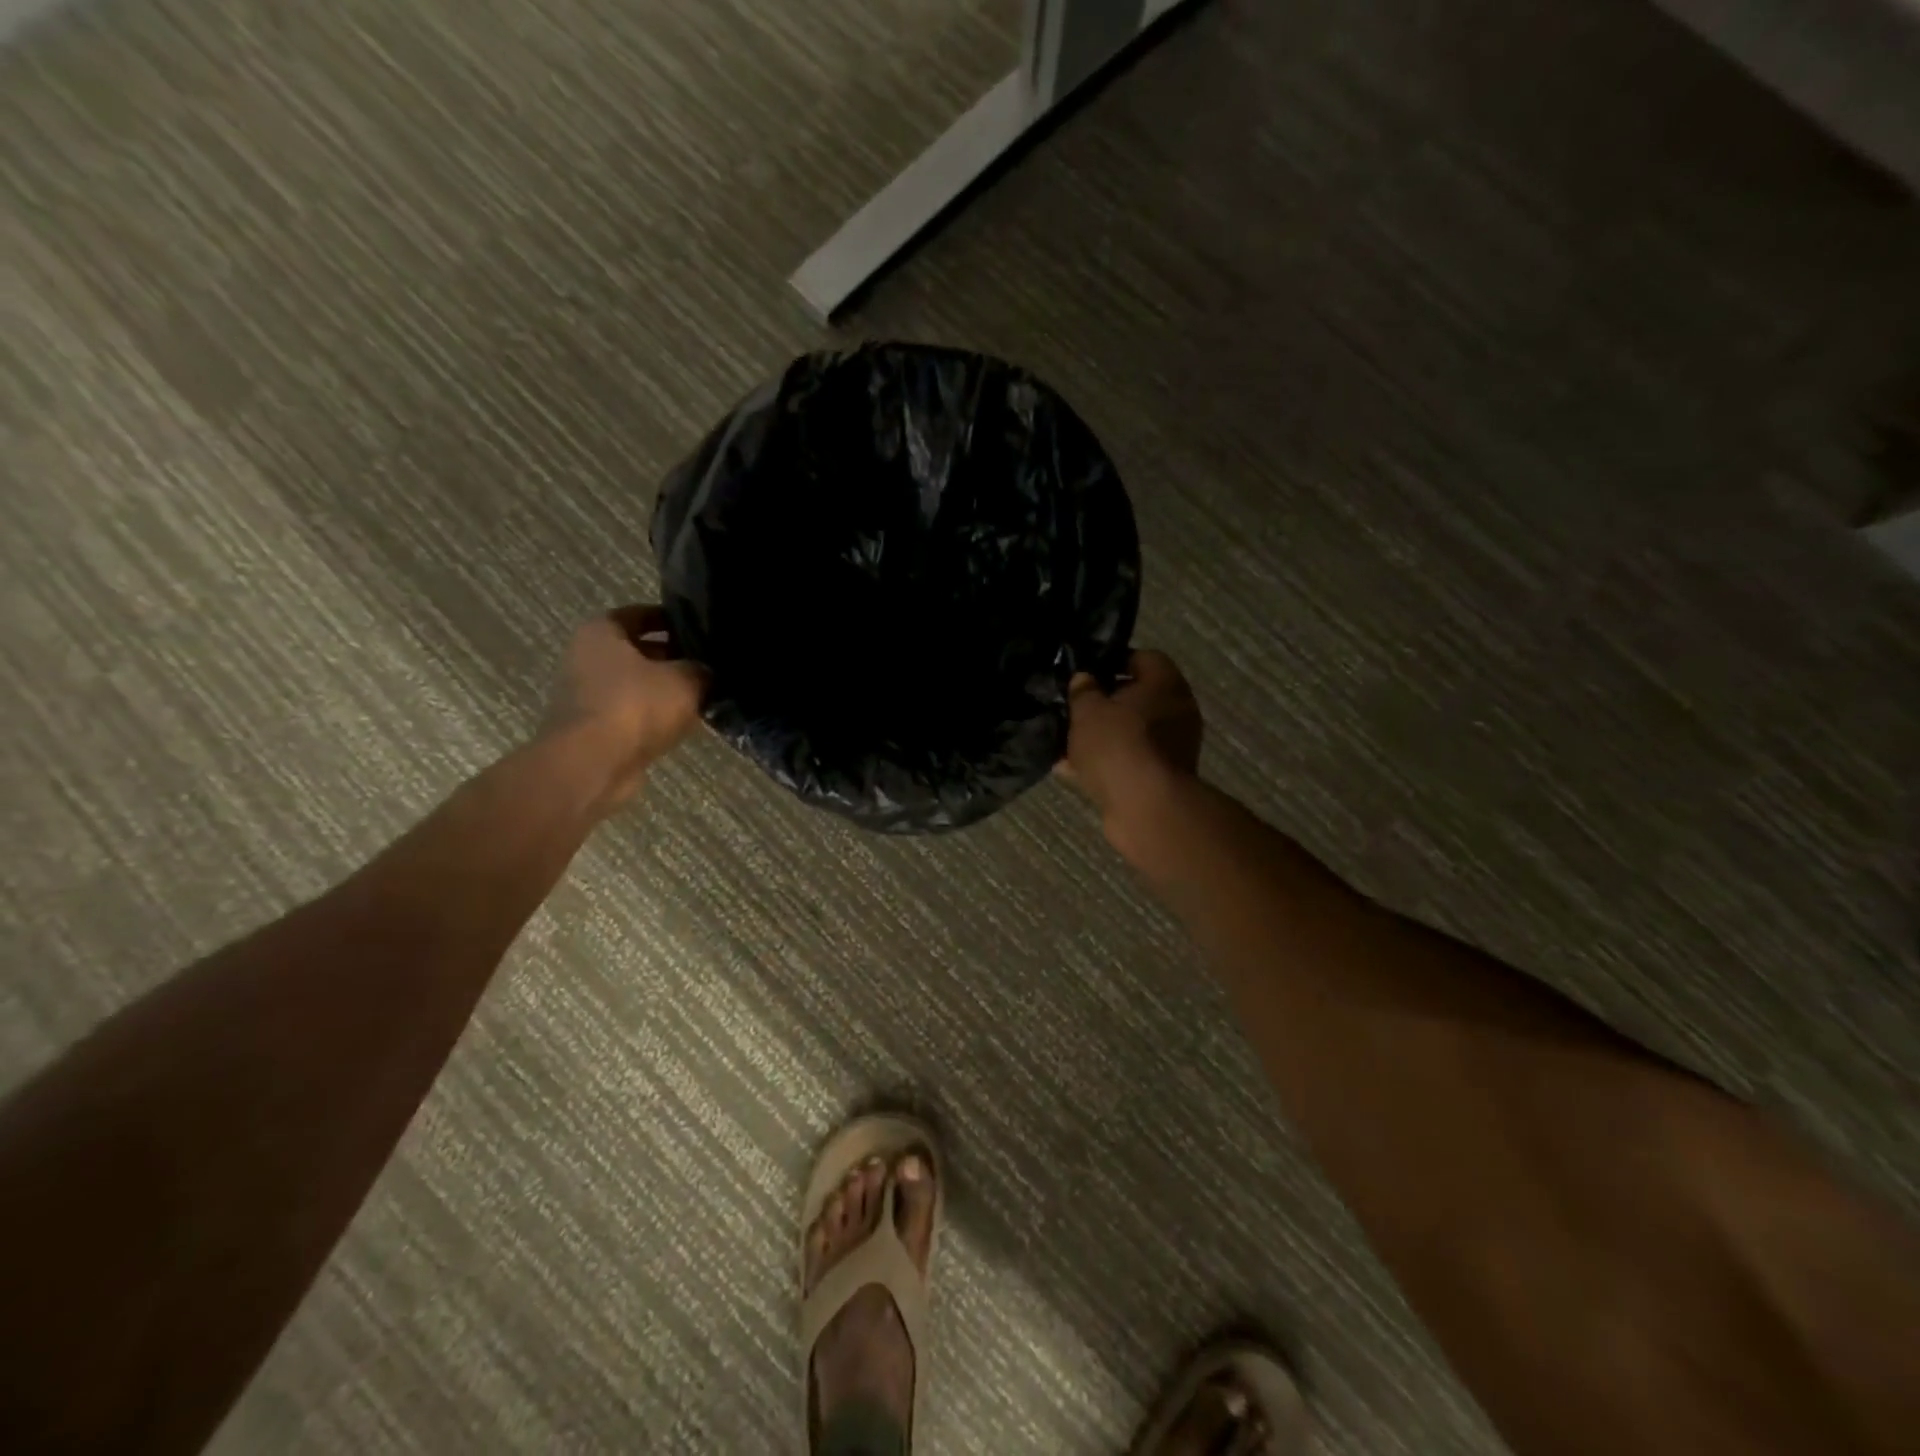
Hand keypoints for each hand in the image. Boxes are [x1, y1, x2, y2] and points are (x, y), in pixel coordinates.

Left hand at [541, 605, 707, 808]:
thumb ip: (703, 670)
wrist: (593, 764)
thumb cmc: (635, 706)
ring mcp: (587, 695)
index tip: (701, 628)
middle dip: (672, 657)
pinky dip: (655, 716)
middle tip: (709, 663)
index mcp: (601, 632)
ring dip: (665, 690)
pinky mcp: (594, 729)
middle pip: (638, 650)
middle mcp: (587, 658)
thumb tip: (710, 672)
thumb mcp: (686, 680)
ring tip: (704, 695)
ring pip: (637, 684)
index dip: (672, 618)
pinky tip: (684, 723)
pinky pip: (633, 713)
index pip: (641, 614)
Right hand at [1062, 650, 1203, 849]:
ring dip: (1101, 737)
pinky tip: (1071, 769)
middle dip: (1103, 704)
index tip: (1084, 673)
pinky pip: (1128, 761)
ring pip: (1130, 733)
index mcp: (1165, 683)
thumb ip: (1082, 691)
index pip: (1142, 658)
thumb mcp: (1088, 710)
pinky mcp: (1161, 778)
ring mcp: (1172, 748)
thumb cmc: (1118, 745)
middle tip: (1072, 708)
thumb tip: (1084, 678)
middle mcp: (1176, 711)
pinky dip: (1104, 763)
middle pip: (1136, 698)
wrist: (1145, 807)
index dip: (1112, 661)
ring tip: (1065, 741)